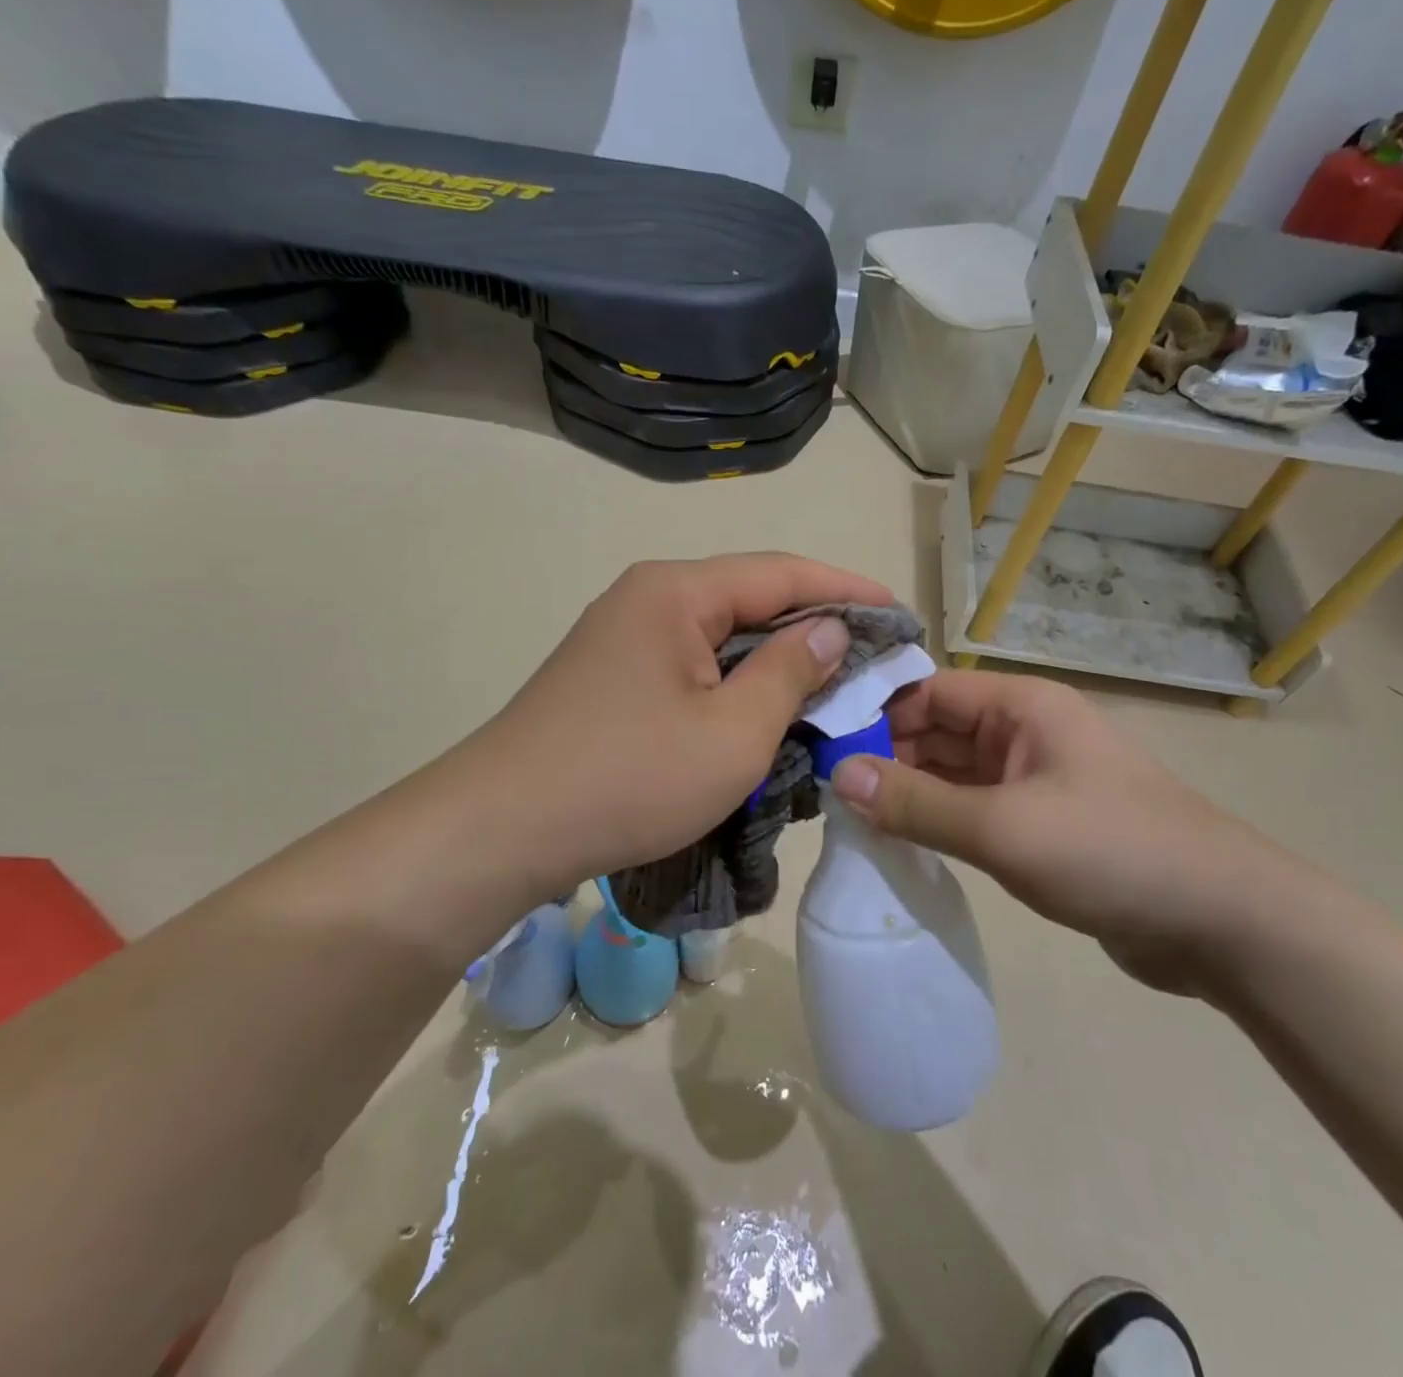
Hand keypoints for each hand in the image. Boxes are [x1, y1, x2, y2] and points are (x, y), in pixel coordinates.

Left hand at [460, 554, 891, 897]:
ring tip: (833, 687)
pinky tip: (766, 711)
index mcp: (677, 592)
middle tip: (874, 658)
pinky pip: (694, 665)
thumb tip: (830, 629)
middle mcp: (648, 598)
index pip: (782, 573)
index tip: (900, 614)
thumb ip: (791, 672)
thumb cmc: (630, 778)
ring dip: (777, 660)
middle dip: (816, 626)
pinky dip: (738, 683)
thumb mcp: (734, 733)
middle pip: (751, 599)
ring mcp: (624, 637)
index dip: (848, 589)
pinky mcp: (613, 676)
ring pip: (723, 636)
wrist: (503, 830)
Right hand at [828, 671, 1328, 994]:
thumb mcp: (1003, 827)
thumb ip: (917, 802)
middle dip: (884, 756)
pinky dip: (937, 821)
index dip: (874, 712)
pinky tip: (897, 842)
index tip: (820, 744)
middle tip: (823, 791)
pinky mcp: (1039, 824)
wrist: (1223, 923)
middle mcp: (1024, 732)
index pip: (928, 691)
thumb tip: (838, 774)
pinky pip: (972, 810)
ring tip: (846, 819)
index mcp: (1021, 707)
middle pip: (936, 731)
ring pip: (951, 774)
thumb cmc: (1111, 851)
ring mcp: (1033, 780)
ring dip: (907, 792)